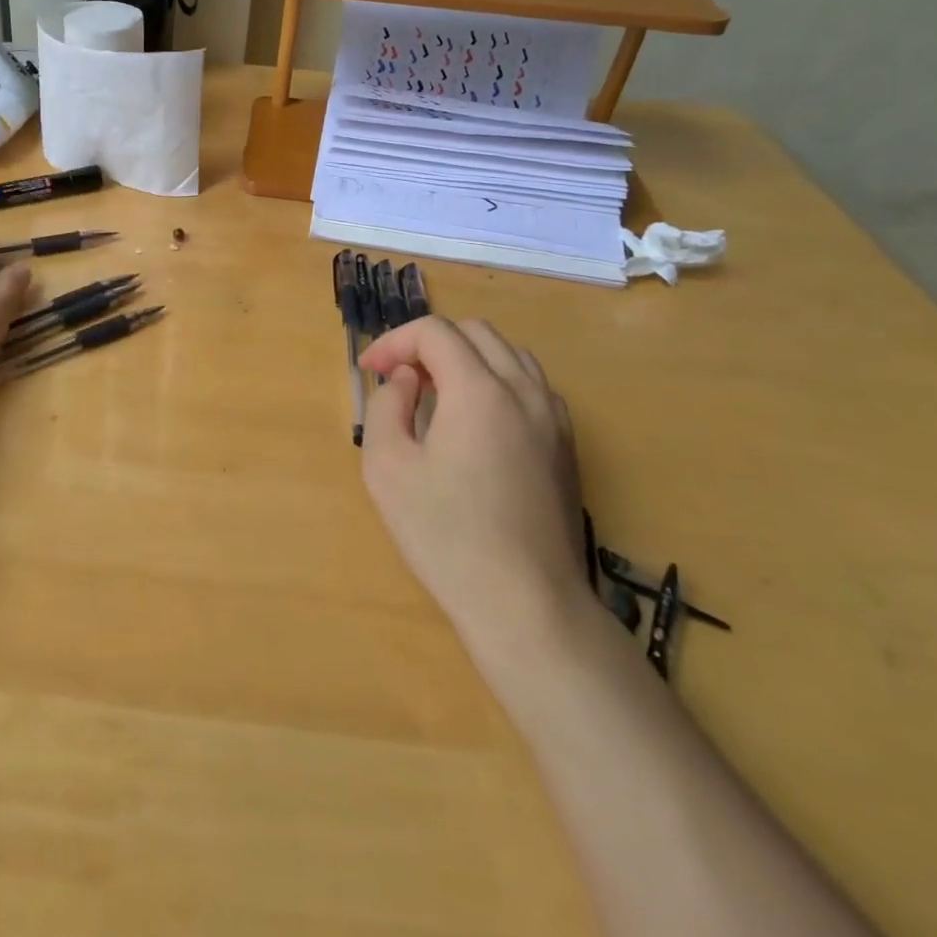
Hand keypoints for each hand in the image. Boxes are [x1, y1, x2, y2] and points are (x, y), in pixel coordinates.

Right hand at [358, 316, 587, 646]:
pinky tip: (477, 421)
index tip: (369, 371)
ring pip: (509, 354)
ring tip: (437, 394)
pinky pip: (532, 385)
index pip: (434, 332)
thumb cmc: (446, 535)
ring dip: (466, 358)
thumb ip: (387, 406)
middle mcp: (524, 390)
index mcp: (479, 389)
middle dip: (429, 344)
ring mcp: (554, 418)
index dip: (394, 341)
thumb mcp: (387, 467)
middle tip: (400, 380)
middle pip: (475, 332)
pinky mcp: (566, 445)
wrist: (527, 604)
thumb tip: (406, 379)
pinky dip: (498, 380)